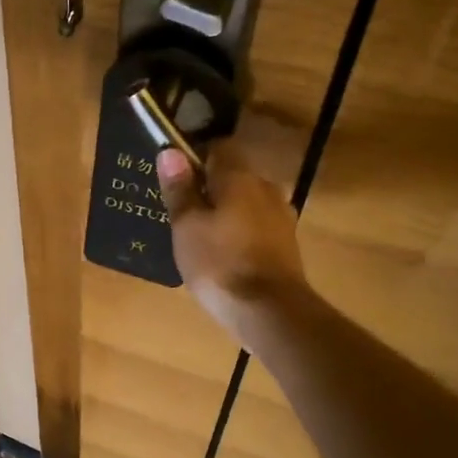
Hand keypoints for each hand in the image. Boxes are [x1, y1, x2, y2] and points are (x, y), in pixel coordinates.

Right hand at [156, 140, 310, 345]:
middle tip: (184, 214)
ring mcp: (281, 216)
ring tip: (203, 238)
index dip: (195, 156)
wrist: (269, 310)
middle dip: (211, 188)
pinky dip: (241, 232)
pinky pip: (258, 226)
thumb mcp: (186, 226)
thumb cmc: (219, 263)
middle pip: (234, 176)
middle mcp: (265, 187)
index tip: (176, 178)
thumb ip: (179, 189)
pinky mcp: (287, 244)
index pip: (218, 147)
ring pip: (247, 202)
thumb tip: (170, 152)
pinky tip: (226, 255)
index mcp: (238, 177)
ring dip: (227, 212)